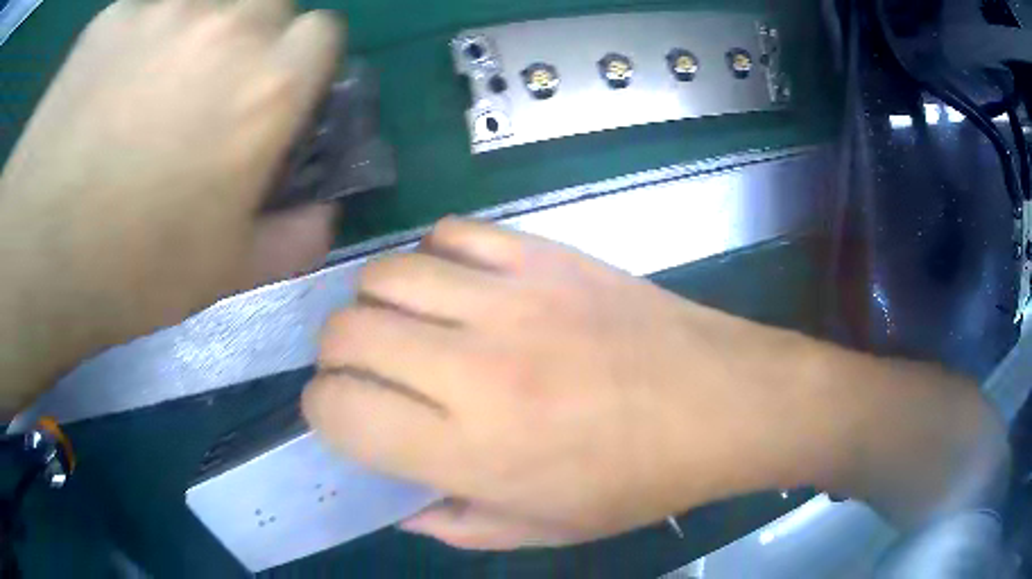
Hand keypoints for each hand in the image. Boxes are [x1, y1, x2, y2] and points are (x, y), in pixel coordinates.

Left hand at [0, 0, 341, 407]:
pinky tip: (107, 84)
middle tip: (210, 87)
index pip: (323, 33)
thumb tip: (325, 217)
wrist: (36, 253)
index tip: (274, 90)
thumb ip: (291, 240)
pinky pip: (146, 9)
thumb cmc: (132, 270)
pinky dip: (139, 35)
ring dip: (199, 28)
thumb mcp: (224, 273)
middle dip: (254, 37)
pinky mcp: (114, 14)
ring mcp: (165, 9)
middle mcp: (229, 27)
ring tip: (154, 82)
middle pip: (271, 2)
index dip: (303, 60)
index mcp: (269, 87)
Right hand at [303, 218, 835, 548]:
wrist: (721, 404)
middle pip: (347, 332)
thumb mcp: (544, 531)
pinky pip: (452, 232)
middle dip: (336, 355)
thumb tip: (401, 506)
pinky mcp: (545, 257)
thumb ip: (457, 524)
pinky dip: (433, 255)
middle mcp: (475, 368)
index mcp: (472, 450)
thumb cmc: (638, 481)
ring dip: (375, 302)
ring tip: (403, 325)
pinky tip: (455, 283)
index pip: (342, 412)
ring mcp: (511, 300)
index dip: (323, 411)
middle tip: (364, 371)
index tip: (338, 414)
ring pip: (387, 273)